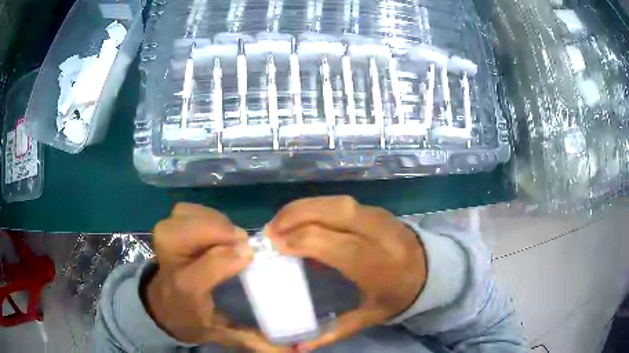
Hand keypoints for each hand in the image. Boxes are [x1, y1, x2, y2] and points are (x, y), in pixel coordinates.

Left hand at [146, 203, 289, 351]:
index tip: (251, 253)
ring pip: (182, 218)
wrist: (163, 305)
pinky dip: (201, 213)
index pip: (200, 272)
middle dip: (214, 232)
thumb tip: (292, 350)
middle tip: (240, 240)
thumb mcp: (221, 334)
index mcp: (185, 293)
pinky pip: (183, 211)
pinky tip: (214, 226)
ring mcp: (164, 243)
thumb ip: (254, 340)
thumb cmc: (193, 318)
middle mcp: (170, 265)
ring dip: (211, 221)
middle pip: (181, 236)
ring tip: (229, 234)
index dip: (226, 259)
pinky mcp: (167, 229)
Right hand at [267, 196, 426, 350]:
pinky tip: (301, 218)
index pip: (333, 243)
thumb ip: (333, 331)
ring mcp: (379, 217)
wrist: (431, 269)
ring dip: (303, 208)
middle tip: (270, 230)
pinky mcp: (376, 210)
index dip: (300, 240)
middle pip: (334, 213)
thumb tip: (298, 348)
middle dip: (296, 216)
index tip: (275, 246)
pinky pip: (340, 202)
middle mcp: (378, 234)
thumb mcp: (370, 317)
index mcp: (377, 264)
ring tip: (280, 221)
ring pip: (336, 202)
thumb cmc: (398, 295)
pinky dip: (316, 207)